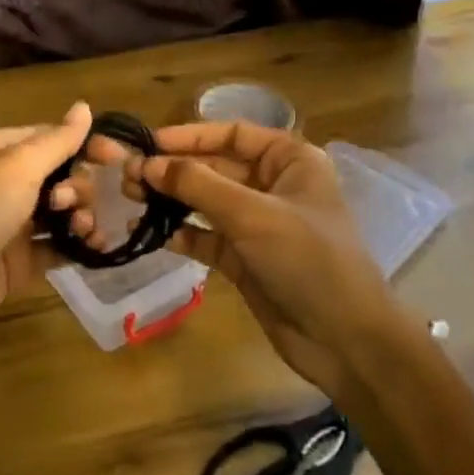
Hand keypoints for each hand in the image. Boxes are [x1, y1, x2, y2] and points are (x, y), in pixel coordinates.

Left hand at [0, 102, 99, 360]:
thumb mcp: (16, 167)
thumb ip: (56, 141)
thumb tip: (84, 107)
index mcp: (1, 151)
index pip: (54, 137)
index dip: (87, 144)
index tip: (120, 159)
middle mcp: (7, 183)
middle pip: (62, 174)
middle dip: (81, 185)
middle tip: (72, 204)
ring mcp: (12, 225)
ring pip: (62, 212)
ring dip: (83, 216)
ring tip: (85, 230)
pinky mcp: (18, 263)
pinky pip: (57, 247)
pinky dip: (78, 247)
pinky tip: (97, 250)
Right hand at [114, 122, 396, 395]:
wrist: (345, 340)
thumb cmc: (308, 259)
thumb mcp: (252, 214)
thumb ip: (198, 185)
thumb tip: (148, 164)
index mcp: (289, 161)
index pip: (232, 134)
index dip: (189, 136)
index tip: (148, 143)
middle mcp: (273, 186)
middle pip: (214, 167)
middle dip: (173, 170)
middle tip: (128, 175)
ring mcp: (258, 224)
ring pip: (206, 202)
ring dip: (171, 200)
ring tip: (129, 198)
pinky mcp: (245, 259)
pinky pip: (206, 237)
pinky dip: (181, 234)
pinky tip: (150, 234)